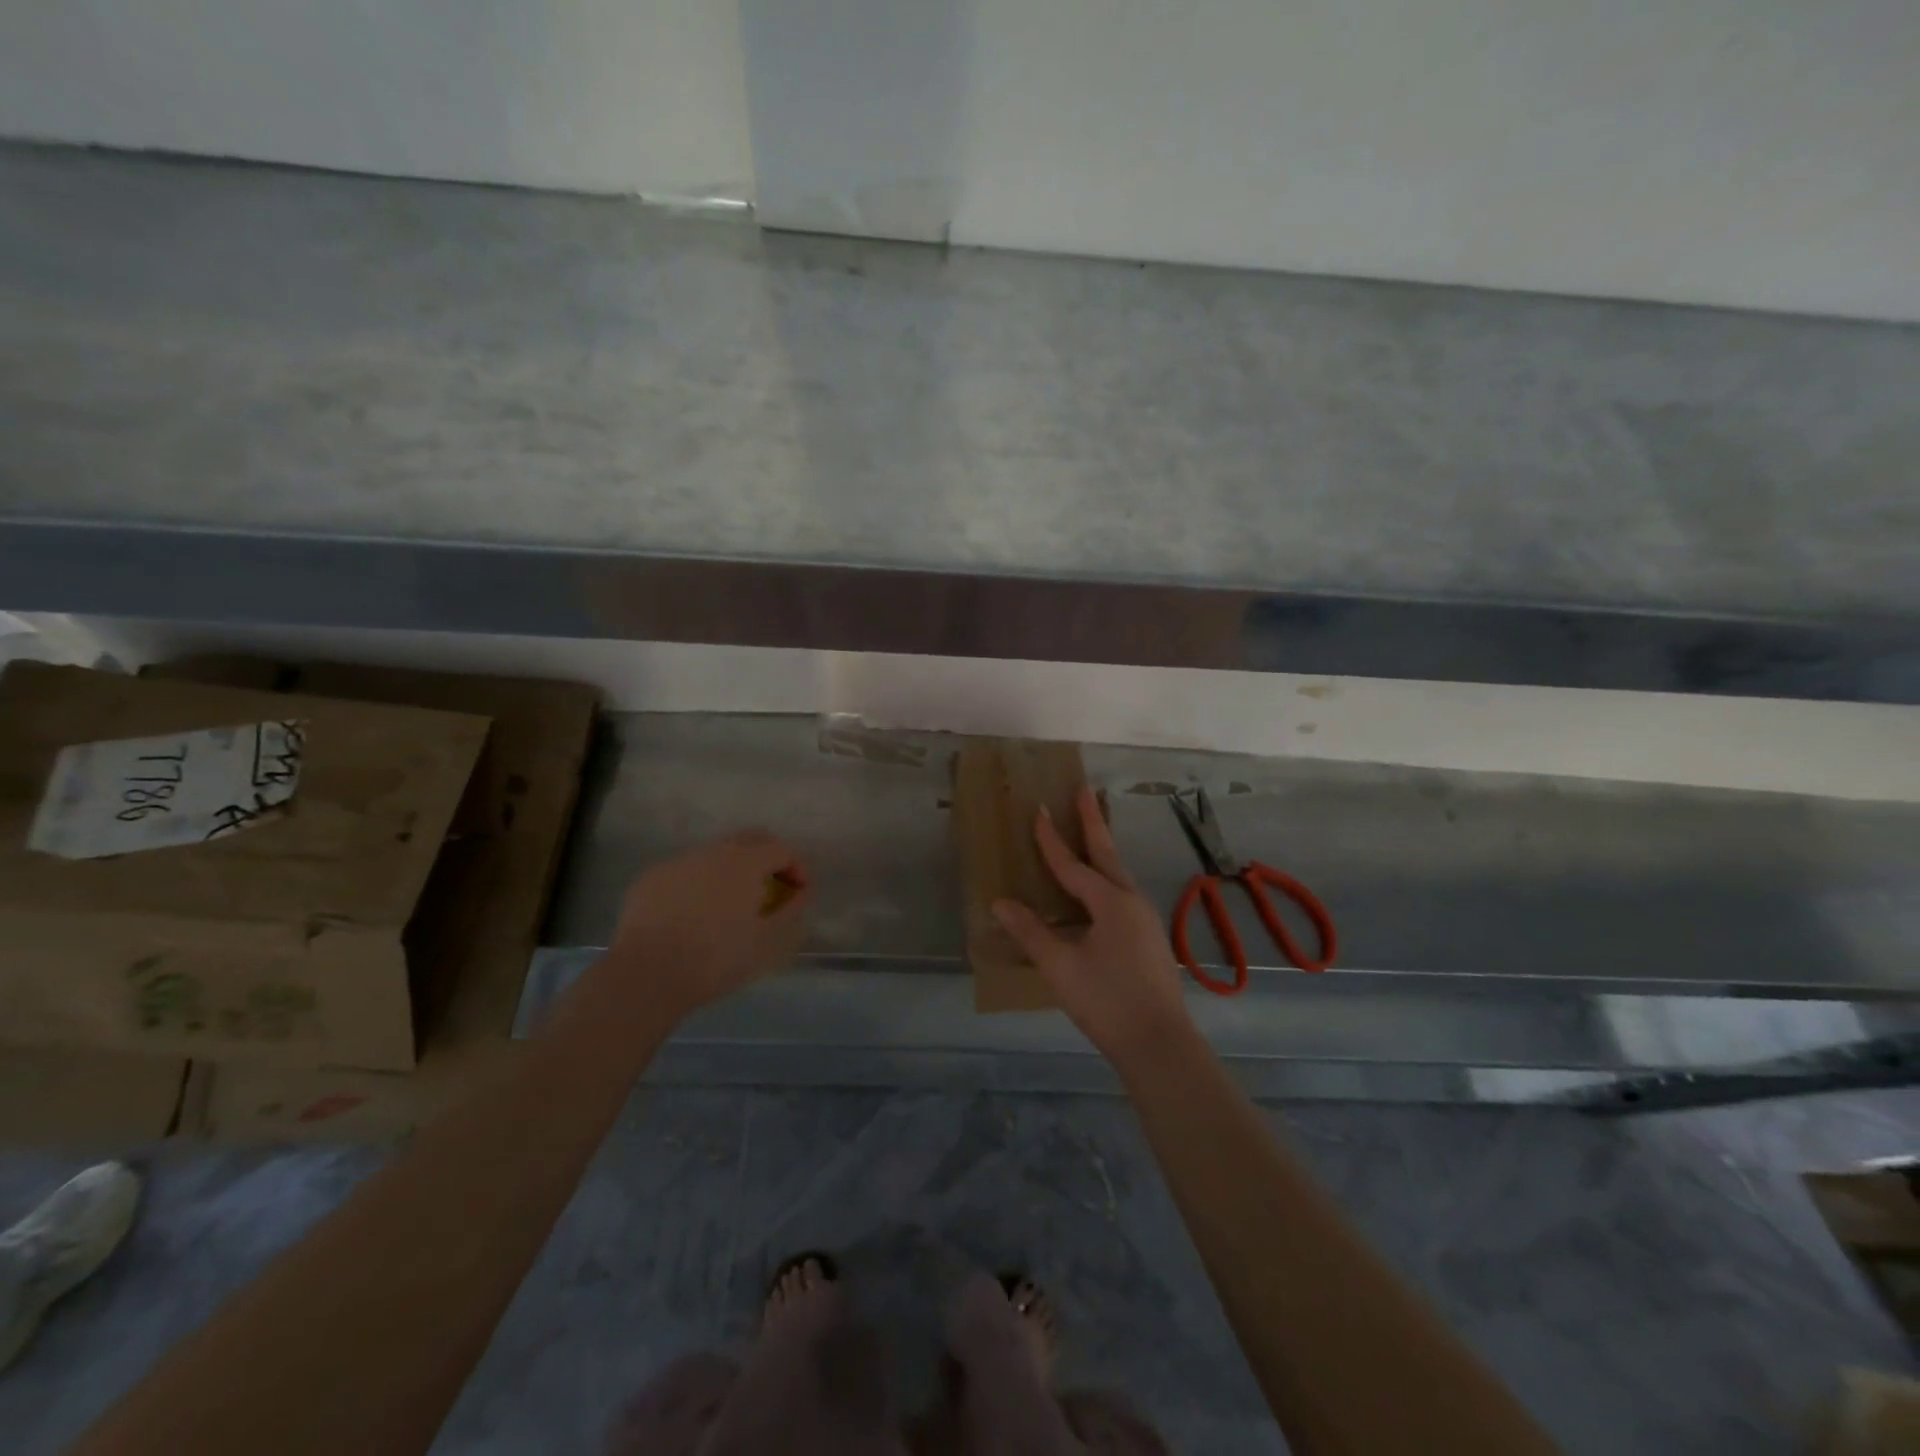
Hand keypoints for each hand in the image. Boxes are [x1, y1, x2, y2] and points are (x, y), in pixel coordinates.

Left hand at [609, 830, 810, 1020]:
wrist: (647, 974)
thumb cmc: (716, 958)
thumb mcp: (767, 941)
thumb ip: (791, 910)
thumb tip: (801, 892)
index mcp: (746, 862)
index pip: (782, 849)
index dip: (797, 868)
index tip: (799, 893)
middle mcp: (713, 851)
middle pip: (750, 839)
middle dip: (767, 857)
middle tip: (771, 888)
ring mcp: (679, 861)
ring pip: (715, 853)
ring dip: (732, 869)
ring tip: (731, 902)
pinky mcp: (651, 877)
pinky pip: (686, 871)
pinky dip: (700, 883)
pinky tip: (694, 913)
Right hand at [992, 787, 1194, 1065]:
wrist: (1159, 1043)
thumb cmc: (1106, 1001)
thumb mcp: (1060, 966)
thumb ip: (1031, 932)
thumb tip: (1000, 902)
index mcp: (1110, 902)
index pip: (1072, 863)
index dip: (1051, 839)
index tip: (1039, 809)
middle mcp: (1131, 901)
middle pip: (1106, 854)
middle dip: (1093, 822)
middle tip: (1084, 791)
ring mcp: (1144, 920)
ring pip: (1118, 874)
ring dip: (1102, 849)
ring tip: (1090, 831)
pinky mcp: (1148, 938)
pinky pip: (1122, 894)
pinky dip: (1107, 878)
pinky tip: (1098, 891)